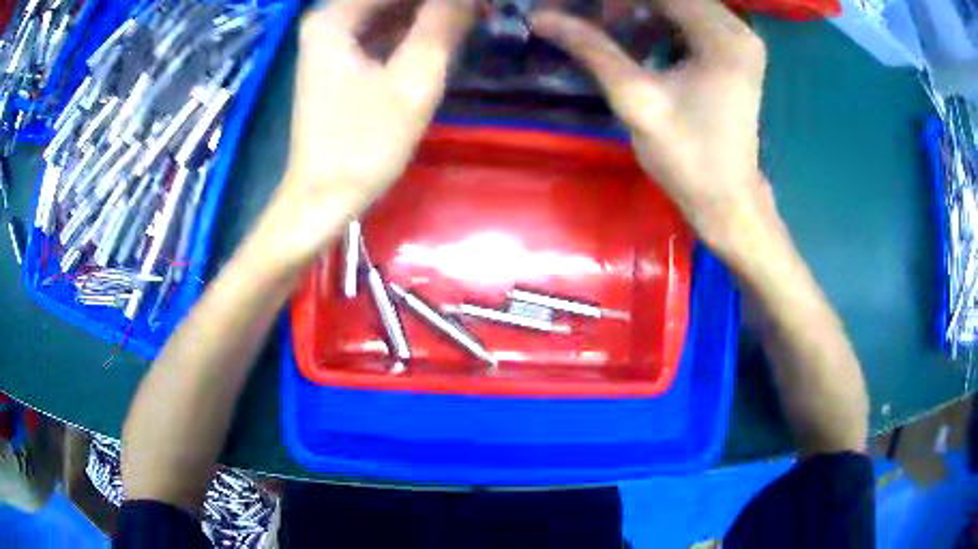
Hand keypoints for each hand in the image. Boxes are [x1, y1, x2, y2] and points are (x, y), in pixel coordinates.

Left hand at [254, 0, 474, 267]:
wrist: (324, 197)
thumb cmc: (364, 143)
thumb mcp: (413, 80)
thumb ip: (442, 24)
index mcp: (335, 17)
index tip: (479, 5)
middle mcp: (328, 20)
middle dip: (438, 4)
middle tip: (481, 11)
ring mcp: (332, 39)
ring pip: (391, 10)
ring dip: (431, 13)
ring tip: (474, 17)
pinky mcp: (341, 59)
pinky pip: (384, 29)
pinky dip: (416, 28)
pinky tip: (448, 31)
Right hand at [532, 0, 770, 260]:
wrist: (726, 199)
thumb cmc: (687, 156)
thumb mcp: (635, 98)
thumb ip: (592, 49)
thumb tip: (542, 17)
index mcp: (723, 37)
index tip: (584, 8)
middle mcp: (738, 30)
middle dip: (629, 3)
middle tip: (593, 17)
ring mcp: (740, 42)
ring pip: (681, 6)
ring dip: (643, 11)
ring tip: (610, 29)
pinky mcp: (735, 56)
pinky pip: (692, 23)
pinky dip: (661, 25)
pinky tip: (639, 41)